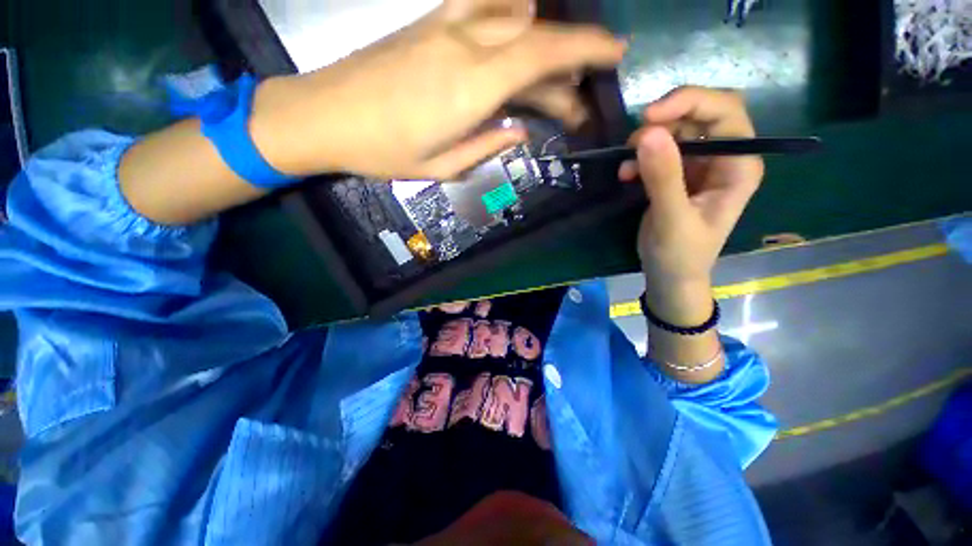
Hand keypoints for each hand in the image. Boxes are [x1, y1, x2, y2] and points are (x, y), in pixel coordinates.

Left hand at [251, 0, 626, 179]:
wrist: (323, 115)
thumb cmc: (383, 152)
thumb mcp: (443, 166)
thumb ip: (487, 144)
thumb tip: (521, 131)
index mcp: (472, 88)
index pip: (544, 54)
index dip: (587, 49)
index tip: (616, 54)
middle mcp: (466, 45)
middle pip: (536, 38)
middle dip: (571, 62)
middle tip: (578, 103)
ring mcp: (445, 27)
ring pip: (514, 15)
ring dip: (544, 40)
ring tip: (554, 77)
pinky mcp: (429, 23)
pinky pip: (482, 4)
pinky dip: (511, 13)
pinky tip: (519, 31)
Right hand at [619, 87, 762, 322]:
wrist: (669, 276)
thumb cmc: (680, 255)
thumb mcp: (672, 220)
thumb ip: (664, 178)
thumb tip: (647, 133)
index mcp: (739, 165)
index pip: (725, 113)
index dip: (689, 103)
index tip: (648, 118)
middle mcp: (725, 157)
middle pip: (700, 115)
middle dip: (664, 122)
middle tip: (632, 142)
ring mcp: (700, 164)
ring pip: (676, 130)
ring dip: (646, 142)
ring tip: (625, 166)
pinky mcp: (678, 174)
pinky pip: (659, 151)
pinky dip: (639, 157)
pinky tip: (626, 174)